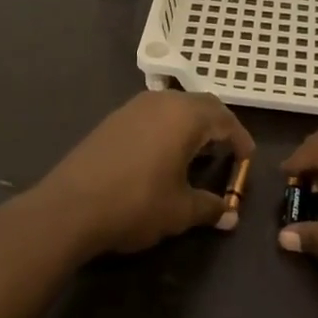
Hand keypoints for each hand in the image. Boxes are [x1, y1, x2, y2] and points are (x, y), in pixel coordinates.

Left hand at [31, 91, 254, 257]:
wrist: (70, 206)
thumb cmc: (136, 203)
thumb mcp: (180, 210)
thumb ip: (210, 208)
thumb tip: (231, 216)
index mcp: (185, 116)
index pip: (224, 119)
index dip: (240, 138)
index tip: (248, 158)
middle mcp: (162, 101)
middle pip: (201, 105)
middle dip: (218, 126)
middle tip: (227, 151)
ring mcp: (134, 106)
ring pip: (175, 106)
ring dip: (191, 124)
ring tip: (197, 153)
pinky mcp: (114, 118)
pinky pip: (153, 114)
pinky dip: (168, 127)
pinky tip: (163, 154)